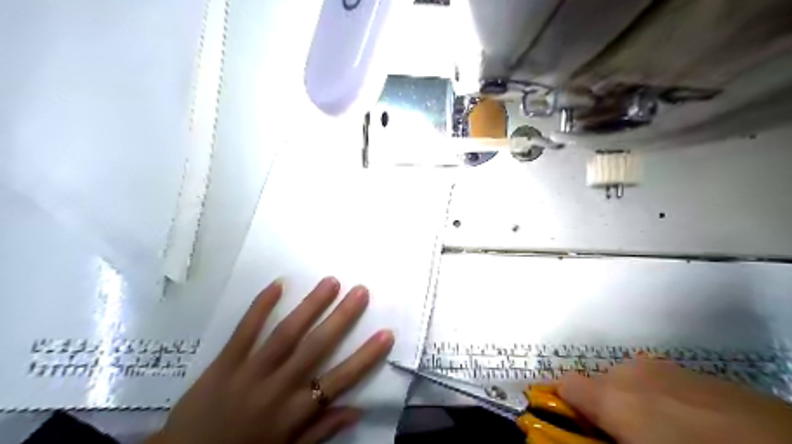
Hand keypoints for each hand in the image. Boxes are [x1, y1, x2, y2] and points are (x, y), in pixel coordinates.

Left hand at [146, 278, 394, 443]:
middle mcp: (277, 388)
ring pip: (285, 334)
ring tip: (330, 282)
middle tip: (361, 291)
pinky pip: (244, 331)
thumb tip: (357, 410)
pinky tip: (277, 284)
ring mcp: (249, 373)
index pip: (339, 380)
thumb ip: (321, 430)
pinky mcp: (223, 363)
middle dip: (342, 318)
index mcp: (294, 413)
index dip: (365, 357)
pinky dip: (260, 307)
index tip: (386, 333)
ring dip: (310, 306)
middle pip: (316, 348)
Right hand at [555, 358, 790, 443]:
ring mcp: (664, 368)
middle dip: (607, 409)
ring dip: (635, 403)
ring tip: (670, 433)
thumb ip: (607, 440)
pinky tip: (696, 424)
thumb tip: (595, 433)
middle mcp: (630, 372)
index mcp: (613, 396)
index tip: (586, 430)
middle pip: (599, 384)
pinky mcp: (694, 370)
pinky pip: (660, 381)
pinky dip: (662, 399)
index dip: (569, 407)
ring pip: (630, 381)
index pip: (566, 385)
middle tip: (632, 438)